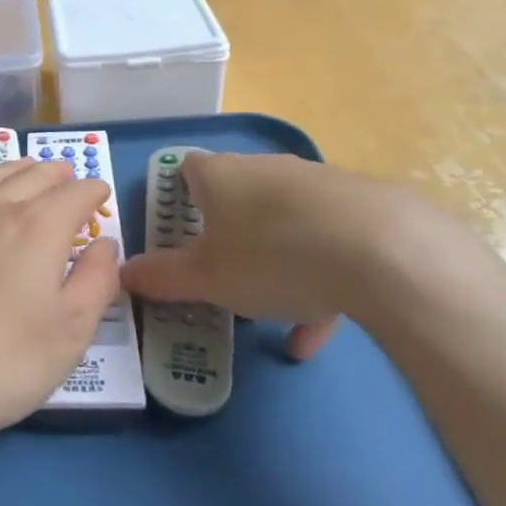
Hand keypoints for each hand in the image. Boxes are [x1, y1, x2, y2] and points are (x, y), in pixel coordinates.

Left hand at [0, 158, 117, 454]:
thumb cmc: (3, 362)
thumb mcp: (71, 332)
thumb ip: (97, 281)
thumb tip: (104, 244)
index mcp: (39, 227)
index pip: (75, 194)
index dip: (93, 191)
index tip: (101, 193)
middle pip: (34, 176)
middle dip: (58, 174)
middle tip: (70, 176)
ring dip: (20, 170)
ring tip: (31, 170)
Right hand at [118, 153, 480, 358]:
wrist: (383, 249)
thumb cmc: (271, 255)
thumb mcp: (208, 277)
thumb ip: (163, 277)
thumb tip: (122, 273)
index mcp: (220, 175)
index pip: (187, 169)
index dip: (177, 198)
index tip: (178, 233)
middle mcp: (265, 169)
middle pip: (236, 197)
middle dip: (227, 236)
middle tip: (220, 277)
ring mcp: (316, 185)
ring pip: (283, 225)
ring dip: (273, 267)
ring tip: (270, 317)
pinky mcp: (361, 209)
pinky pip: (326, 245)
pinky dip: (316, 284)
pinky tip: (313, 336)